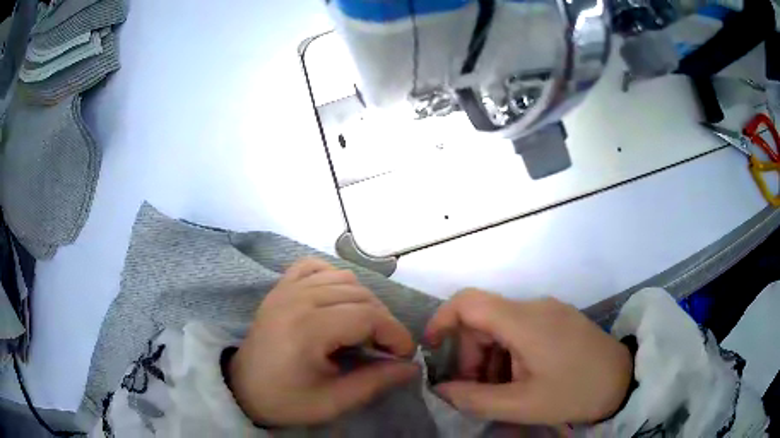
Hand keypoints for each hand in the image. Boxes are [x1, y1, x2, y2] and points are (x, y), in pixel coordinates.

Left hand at [227, 258, 417, 425]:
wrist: (243, 388)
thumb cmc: (286, 400)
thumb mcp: (333, 402)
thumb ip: (375, 382)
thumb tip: (412, 368)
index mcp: (308, 329)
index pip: (368, 316)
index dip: (395, 333)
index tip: (404, 355)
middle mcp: (298, 299)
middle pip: (360, 294)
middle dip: (383, 321)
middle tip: (386, 349)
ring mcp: (286, 289)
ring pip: (343, 277)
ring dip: (363, 301)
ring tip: (364, 329)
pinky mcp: (280, 288)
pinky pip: (314, 267)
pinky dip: (334, 278)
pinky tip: (337, 300)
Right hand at [425, 289, 632, 424]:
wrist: (622, 381)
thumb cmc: (574, 393)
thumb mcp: (521, 405)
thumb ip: (474, 399)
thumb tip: (441, 390)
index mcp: (525, 321)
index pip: (469, 302)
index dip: (442, 320)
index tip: (431, 348)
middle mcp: (535, 306)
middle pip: (483, 320)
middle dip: (470, 354)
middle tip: (476, 389)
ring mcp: (549, 310)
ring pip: (501, 326)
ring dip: (490, 357)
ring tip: (500, 389)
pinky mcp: (558, 318)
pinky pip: (520, 329)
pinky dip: (508, 352)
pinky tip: (520, 377)